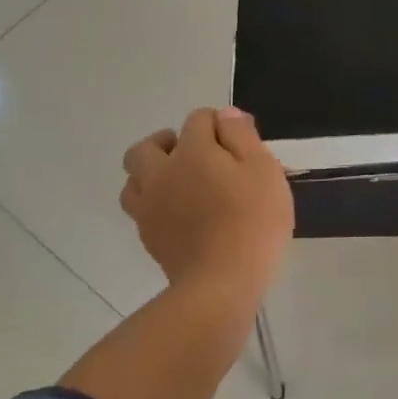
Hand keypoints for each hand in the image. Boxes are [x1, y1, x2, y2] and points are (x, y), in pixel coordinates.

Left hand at [121, 107, 293, 300]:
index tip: (241, 140)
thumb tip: (225, 115)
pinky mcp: (148, 237)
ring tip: (180, 183)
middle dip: (168, 143)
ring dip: (152, 173)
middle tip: (196, 155)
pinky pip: (140, 208)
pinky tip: (178, 213)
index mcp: (193, 151)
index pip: (198, 119)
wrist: (222, 283)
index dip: (220, 124)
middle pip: (147, 147)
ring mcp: (149, 207)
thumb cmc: (253, 220)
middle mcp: (162, 173)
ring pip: (134, 178)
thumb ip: (242, 136)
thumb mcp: (263, 169)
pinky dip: (154, 201)